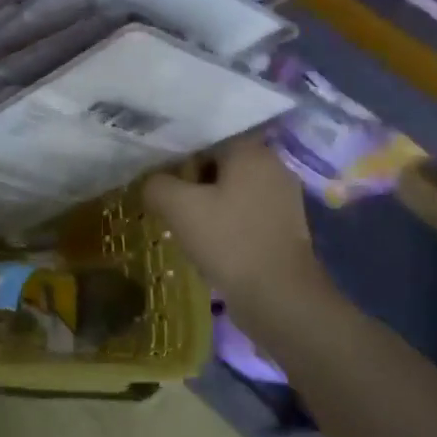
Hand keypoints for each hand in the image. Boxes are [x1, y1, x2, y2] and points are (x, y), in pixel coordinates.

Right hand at [144, 139, 333, 315]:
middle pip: (220, 162)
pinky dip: (226, 219)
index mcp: (252, 151)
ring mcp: (283, 198)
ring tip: (184, 220)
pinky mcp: (285, 226)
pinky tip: (209, 239)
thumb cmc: (230, 241)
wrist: (280, 298)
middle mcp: (273, 166)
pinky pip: (246, 211)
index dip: (178, 155)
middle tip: (167, 198)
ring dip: (208, 201)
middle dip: (192, 179)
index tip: (159, 175)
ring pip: (232, 188)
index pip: (206, 138)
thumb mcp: (179, 208)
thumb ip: (157, 184)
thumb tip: (151, 182)